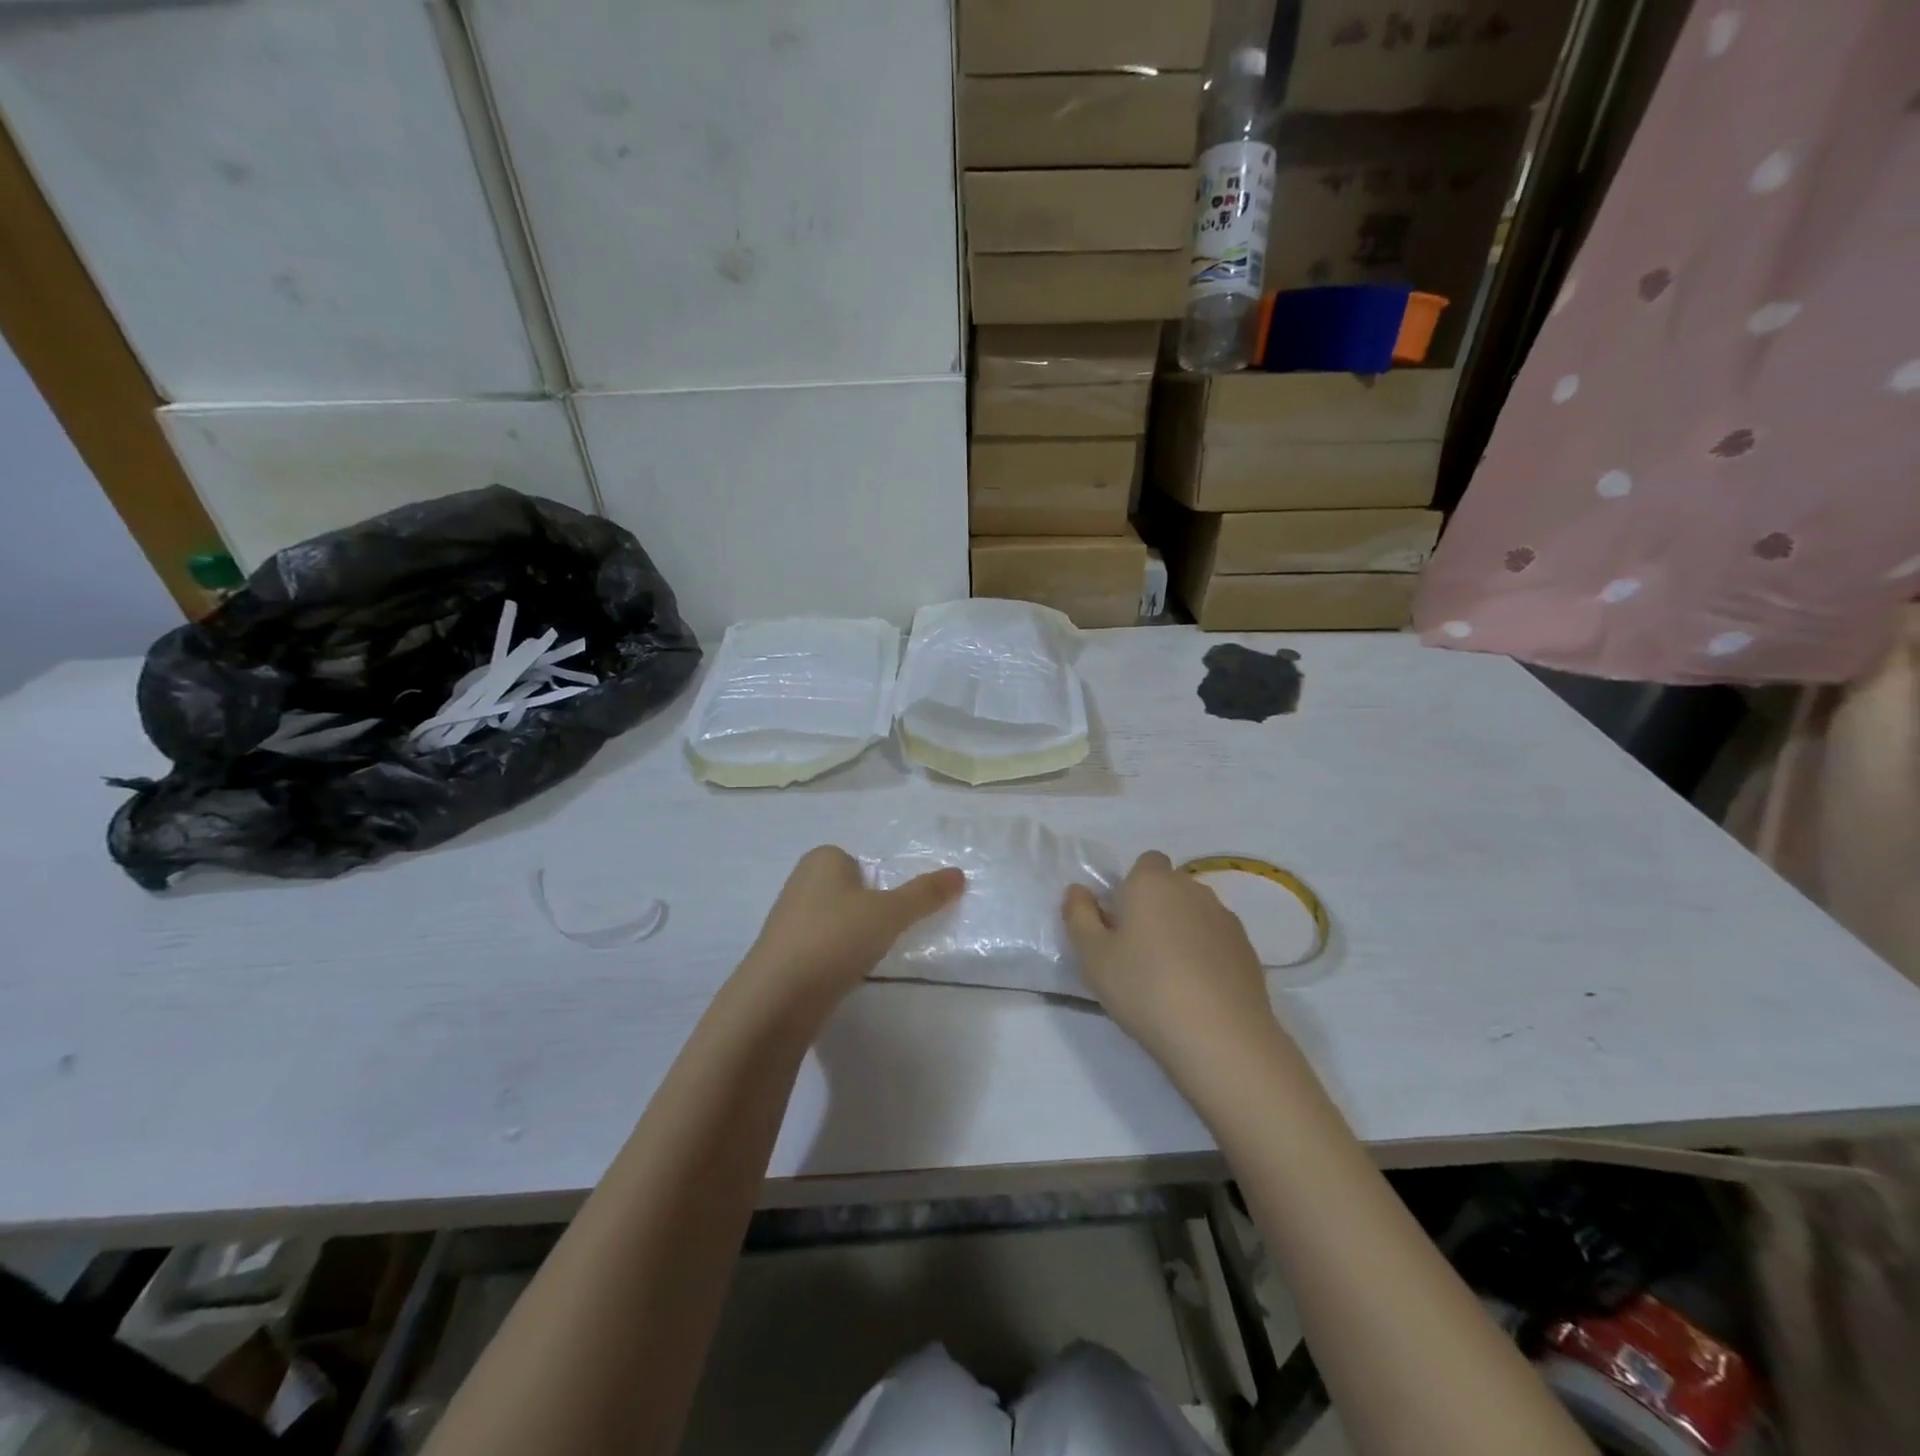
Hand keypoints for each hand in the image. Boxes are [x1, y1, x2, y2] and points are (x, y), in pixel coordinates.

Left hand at [739, 846, 964, 1018]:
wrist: (777, 997)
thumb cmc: (835, 938)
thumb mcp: (890, 913)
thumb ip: (925, 894)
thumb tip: (959, 874)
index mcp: (822, 859)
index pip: (864, 864)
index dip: (882, 888)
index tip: (891, 914)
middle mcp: (801, 881)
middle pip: (852, 892)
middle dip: (868, 913)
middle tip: (882, 937)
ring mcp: (787, 918)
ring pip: (836, 921)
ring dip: (851, 938)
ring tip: (862, 960)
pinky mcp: (781, 953)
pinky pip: (821, 947)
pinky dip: (834, 958)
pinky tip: (842, 975)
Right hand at [1064, 852, 1281, 1075]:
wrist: (1220, 1036)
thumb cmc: (1144, 988)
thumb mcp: (1093, 956)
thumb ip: (1079, 916)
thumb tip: (1078, 891)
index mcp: (1152, 883)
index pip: (1146, 862)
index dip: (1132, 886)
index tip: (1120, 921)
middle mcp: (1192, 889)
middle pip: (1170, 888)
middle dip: (1155, 909)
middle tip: (1136, 952)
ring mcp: (1225, 919)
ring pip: (1195, 914)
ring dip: (1181, 932)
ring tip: (1168, 977)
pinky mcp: (1247, 950)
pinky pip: (1217, 940)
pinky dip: (1206, 955)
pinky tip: (1197, 992)